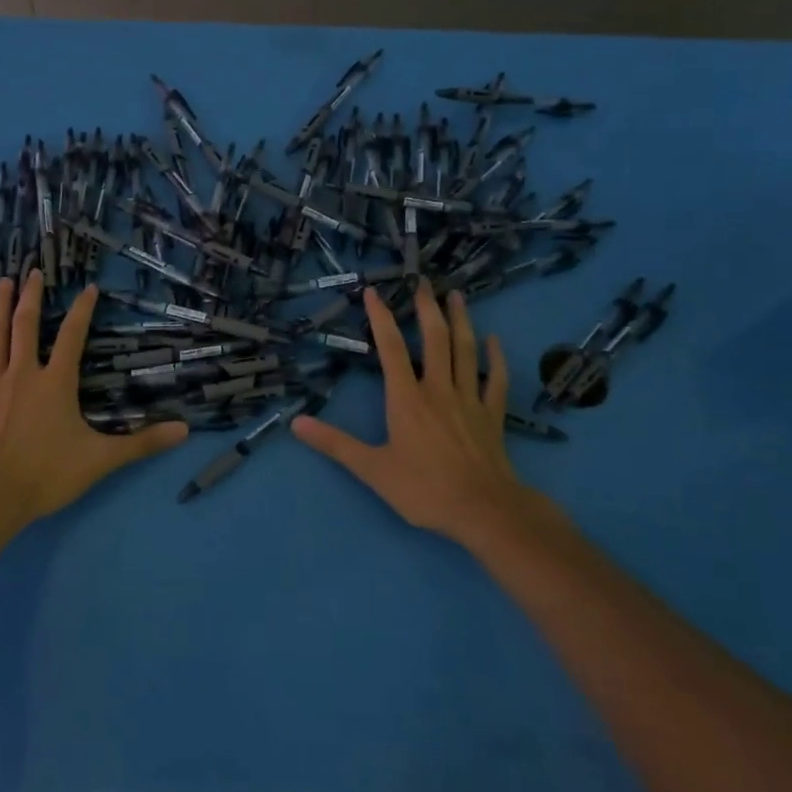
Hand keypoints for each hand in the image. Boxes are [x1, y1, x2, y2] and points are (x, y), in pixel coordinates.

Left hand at [0, 271, 186, 528]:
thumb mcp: (102, 459)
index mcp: (55, 381)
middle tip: (31, 271)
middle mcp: (23, 373)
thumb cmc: (48, 474)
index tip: (89, 288)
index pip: (72, 336)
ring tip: (0, 283)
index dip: (82, 310)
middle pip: (25, 326)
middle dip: (30, 296)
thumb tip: (184, 431)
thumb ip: (143, 443)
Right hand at [291, 281, 562, 547]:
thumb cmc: (424, 489)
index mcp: (407, 399)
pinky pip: (495, 380)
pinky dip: (495, 358)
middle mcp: (438, 389)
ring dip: (460, 321)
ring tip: (456, 296)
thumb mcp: (372, 469)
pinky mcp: (492, 415)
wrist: (483, 510)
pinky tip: (494, 340)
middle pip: (434, 339)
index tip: (373, 291)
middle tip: (424, 281)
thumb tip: (297, 423)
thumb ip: (335, 444)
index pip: (390, 349)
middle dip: (427, 308)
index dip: (381, 317)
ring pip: (466, 351)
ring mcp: (469, 399)